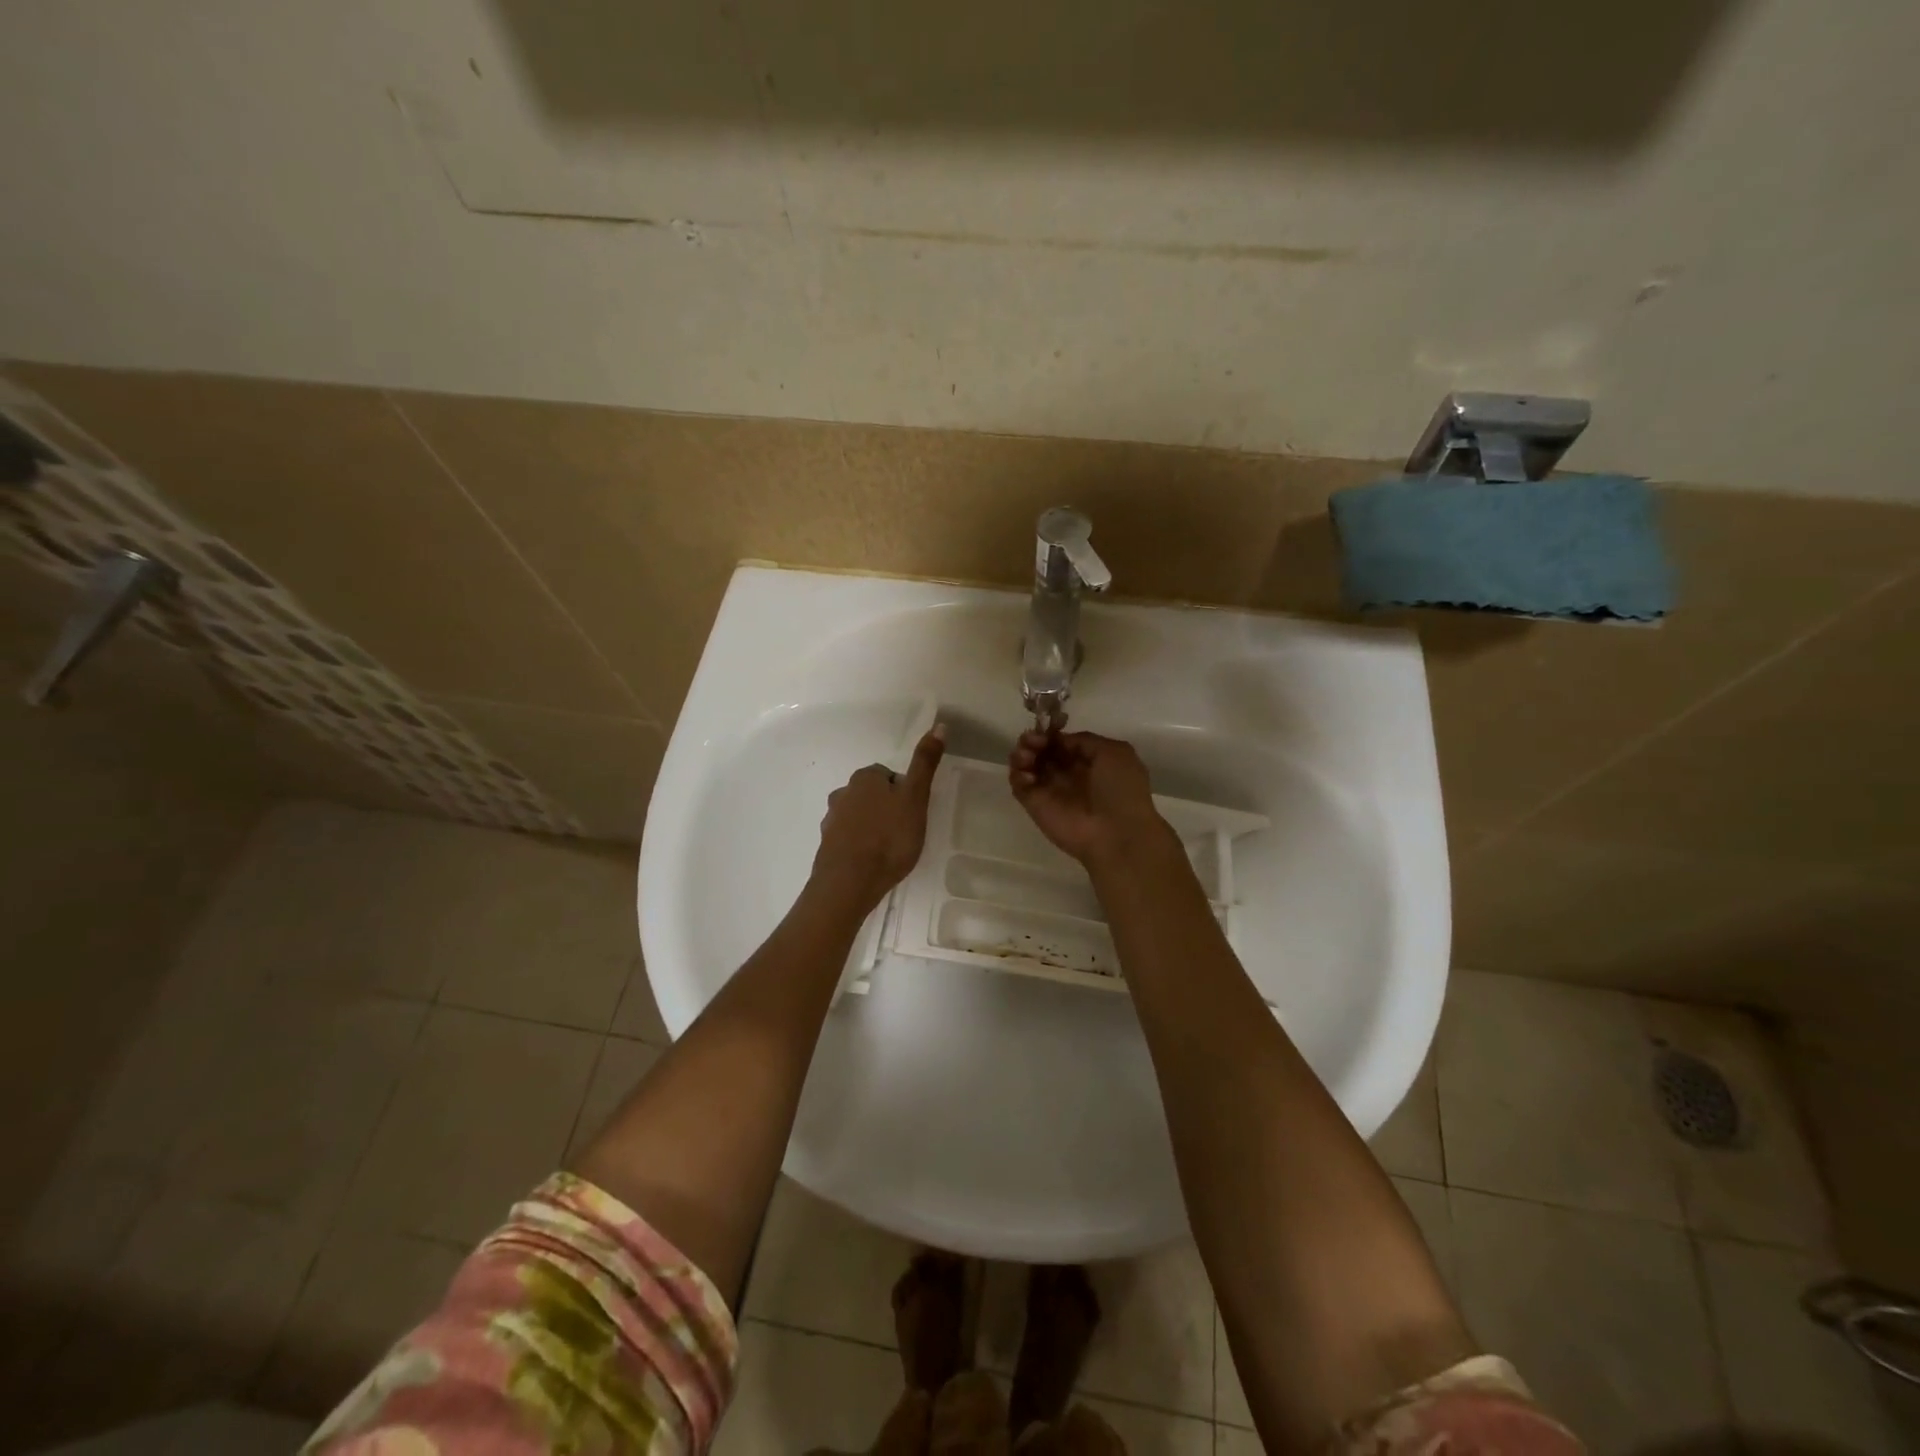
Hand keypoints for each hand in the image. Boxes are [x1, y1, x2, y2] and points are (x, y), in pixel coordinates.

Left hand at [811, 726, 945, 911]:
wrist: (850, 882)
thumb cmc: (889, 837)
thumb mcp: (915, 798)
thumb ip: (925, 764)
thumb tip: (938, 725)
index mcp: (865, 778)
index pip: (889, 776)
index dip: (904, 793)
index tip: (913, 813)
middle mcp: (843, 793)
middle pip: (871, 795)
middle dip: (885, 808)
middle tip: (904, 832)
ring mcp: (831, 820)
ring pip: (857, 816)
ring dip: (871, 827)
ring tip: (888, 849)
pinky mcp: (826, 846)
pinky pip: (847, 839)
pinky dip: (858, 846)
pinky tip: (870, 863)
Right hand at [1008, 727, 1169, 866]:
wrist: (1116, 833)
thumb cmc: (1120, 790)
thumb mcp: (1114, 752)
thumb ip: (1084, 740)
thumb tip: (1059, 741)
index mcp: (1088, 762)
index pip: (1061, 743)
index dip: (1051, 733)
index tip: (1045, 728)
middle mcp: (1067, 774)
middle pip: (1041, 751)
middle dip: (1033, 740)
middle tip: (1031, 740)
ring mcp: (1050, 790)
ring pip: (1027, 765)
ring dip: (1022, 754)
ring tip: (1027, 755)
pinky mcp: (1035, 805)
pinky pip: (1019, 785)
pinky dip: (1017, 774)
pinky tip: (1027, 774)